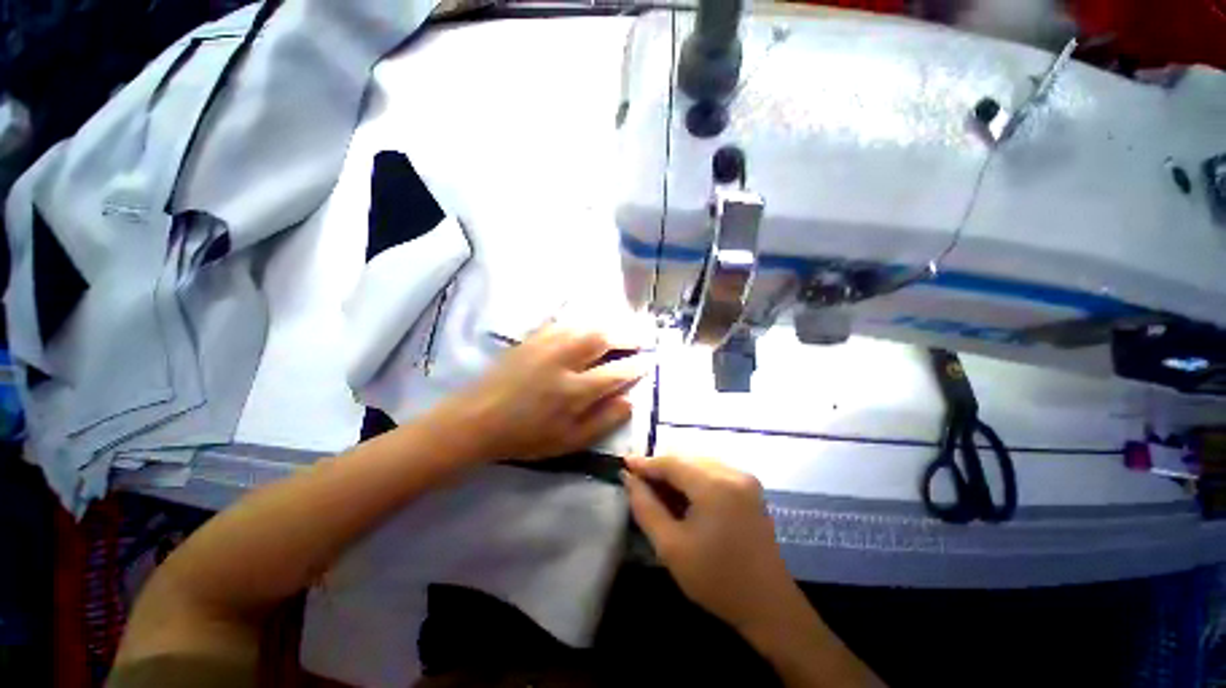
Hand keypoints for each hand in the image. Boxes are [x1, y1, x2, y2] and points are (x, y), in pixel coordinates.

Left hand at [438, 325, 647, 461]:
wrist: (477, 419)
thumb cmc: (525, 436)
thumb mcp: (567, 442)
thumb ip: (603, 421)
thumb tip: (630, 400)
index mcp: (574, 391)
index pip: (617, 372)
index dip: (636, 366)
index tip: (648, 362)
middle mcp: (564, 361)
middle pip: (604, 339)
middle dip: (628, 335)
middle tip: (641, 337)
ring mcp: (546, 344)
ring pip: (586, 325)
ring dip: (609, 324)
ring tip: (622, 328)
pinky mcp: (533, 337)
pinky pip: (565, 321)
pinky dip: (584, 319)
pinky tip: (591, 323)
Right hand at [625, 456, 886, 686]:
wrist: (769, 605)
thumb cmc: (716, 580)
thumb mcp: (671, 547)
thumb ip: (645, 507)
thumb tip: (629, 479)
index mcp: (715, 486)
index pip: (671, 462)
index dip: (645, 463)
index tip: (623, 463)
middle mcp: (732, 472)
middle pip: (685, 458)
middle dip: (660, 468)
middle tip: (638, 482)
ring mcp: (744, 477)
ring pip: (698, 462)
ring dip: (676, 472)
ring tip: (658, 491)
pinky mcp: (750, 485)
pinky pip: (712, 470)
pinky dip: (693, 478)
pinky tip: (683, 495)